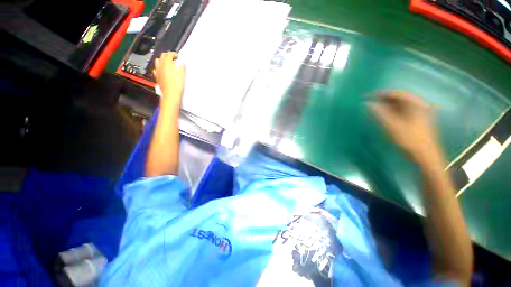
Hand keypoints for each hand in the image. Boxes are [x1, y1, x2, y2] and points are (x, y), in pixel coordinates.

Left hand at [153, 52, 185, 100]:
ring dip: (162, 60)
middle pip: (162, 56)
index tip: (177, 56)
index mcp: (167, 64)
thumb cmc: (177, 85)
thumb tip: (182, 63)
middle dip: (167, 55)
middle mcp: (161, 65)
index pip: (169, 54)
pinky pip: (156, 69)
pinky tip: (162, 70)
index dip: (173, 54)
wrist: (170, 94)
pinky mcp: (157, 77)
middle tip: (173, 58)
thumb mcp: (182, 75)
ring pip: (158, 61)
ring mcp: (157, 71)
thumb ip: (182, 67)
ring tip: (167, 63)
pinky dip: (159, 67)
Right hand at [369, 91, 439, 163]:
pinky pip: (402, 111)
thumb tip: (368, 104)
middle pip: (399, 99)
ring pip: (401, 105)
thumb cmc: (409, 140)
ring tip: (374, 108)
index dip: (382, 94)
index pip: (397, 94)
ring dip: (387, 106)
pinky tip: (384, 115)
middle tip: (370, 102)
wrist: (425, 155)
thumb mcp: (392, 126)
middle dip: (384, 100)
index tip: (369, 96)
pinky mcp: (417, 119)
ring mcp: (420, 113)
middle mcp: (419, 105)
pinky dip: (392, 111)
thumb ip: (380, 113)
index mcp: (416, 104)